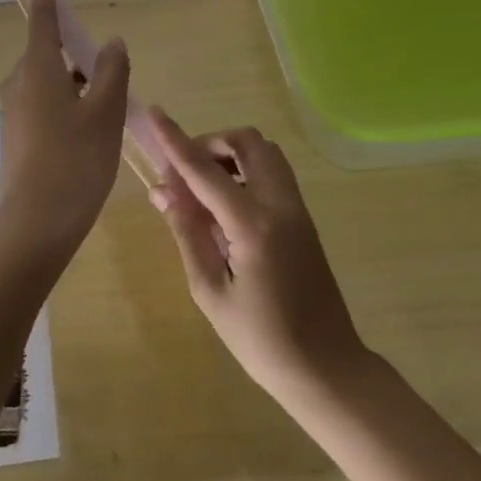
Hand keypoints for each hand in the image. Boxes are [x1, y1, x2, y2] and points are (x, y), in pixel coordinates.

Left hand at [0, 0, 130, 257]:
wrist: (36, 224)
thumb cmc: (76, 161)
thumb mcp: (105, 114)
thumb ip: (110, 72)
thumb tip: (111, 43)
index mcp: (38, 70)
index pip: (41, 23)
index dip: (43, 1)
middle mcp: (18, 84)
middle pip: (46, 55)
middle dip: (73, 56)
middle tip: (108, 76)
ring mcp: (12, 113)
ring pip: (45, 84)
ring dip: (72, 85)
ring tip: (105, 111)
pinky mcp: (14, 138)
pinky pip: (40, 106)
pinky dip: (63, 106)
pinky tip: (85, 134)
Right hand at [146, 107, 366, 401]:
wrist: (326, 367)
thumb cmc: (261, 339)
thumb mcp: (210, 290)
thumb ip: (188, 233)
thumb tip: (163, 191)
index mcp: (254, 224)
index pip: (206, 170)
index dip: (176, 141)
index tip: (155, 113)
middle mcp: (281, 205)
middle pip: (247, 142)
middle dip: (210, 143)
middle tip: (183, 173)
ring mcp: (298, 209)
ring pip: (265, 153)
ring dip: (231, 154)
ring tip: (202, 188)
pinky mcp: (304, 219)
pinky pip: (274, 174)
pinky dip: (247, 170)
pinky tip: (226, 205)